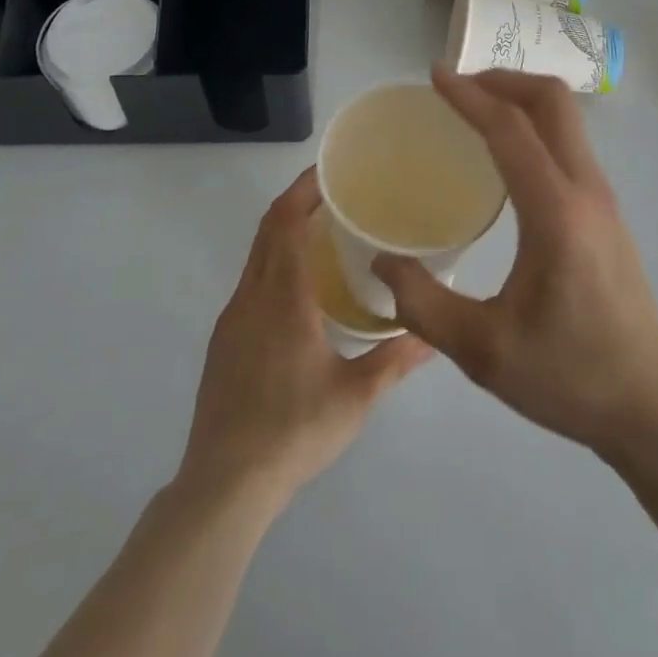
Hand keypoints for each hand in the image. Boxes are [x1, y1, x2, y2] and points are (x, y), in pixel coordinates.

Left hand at [179, 168, 430, 505]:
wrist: (224, 485)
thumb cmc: (293, 430)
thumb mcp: (355, 396)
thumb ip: (395, 359)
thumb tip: (433, 335)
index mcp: (282, 297)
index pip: (285, 222)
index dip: (303, 189)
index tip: (329, 171)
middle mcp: (251, 296)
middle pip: (268, 229)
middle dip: (296, 202)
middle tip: (336, 192)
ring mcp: (232, 319)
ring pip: (257, 256)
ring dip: (284, 233)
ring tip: (324, 233)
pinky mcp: (223, 341)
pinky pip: (251, 282)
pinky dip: (274, 263)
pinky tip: (300, 289)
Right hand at [373, 67, 657, 455]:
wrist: (653, 407)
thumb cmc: (570, 377)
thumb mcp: (483, 351)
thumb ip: (424, 305)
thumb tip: (382, 261)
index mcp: (555, 213)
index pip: (510, 129)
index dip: (469, 95)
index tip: (434, 76)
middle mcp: (586, 189)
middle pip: (551, 101)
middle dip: (502, 80)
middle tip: (457, 88)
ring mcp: (603, 197)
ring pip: (566, 117)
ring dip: (521, 98)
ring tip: (475, 112)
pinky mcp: (607, 211)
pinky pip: (569, 142)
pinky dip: (535, 125)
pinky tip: (506, 157)